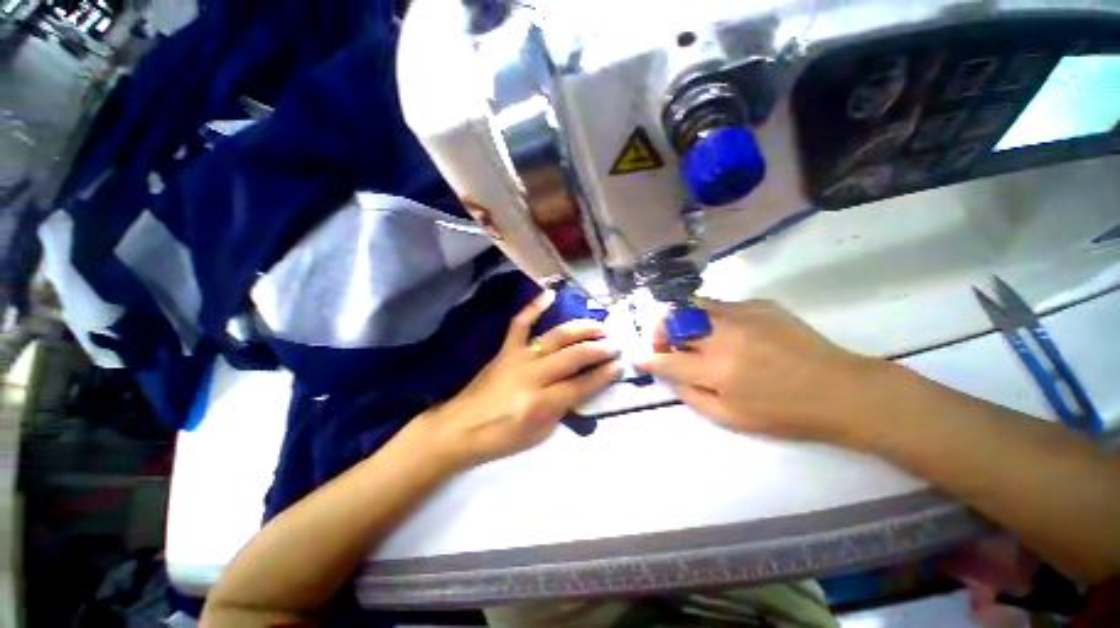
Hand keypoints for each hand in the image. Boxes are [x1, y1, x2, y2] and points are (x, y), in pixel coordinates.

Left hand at [418, 290, 620, 469]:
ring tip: (599, 326)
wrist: (460, 428)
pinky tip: (550, 294)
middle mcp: (533, 375)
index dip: (603, 375)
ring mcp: (518, 357)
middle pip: (573, 356)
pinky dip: (535, 307)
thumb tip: (581, 388)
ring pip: (556, 337)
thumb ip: (563, 410)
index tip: (619, 366)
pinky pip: (521, 324)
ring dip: (580, 329)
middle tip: (615, 345)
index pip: (581, 385)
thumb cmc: (501, 438)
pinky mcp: (506, 349)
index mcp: (541, 402)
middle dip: (598, 349)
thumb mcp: (540, 434)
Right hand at [636, 299, 877, 442]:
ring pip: (692, 305)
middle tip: (662, 341)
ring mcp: (741, 314)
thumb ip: (692, 397)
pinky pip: (721, 305)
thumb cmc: (785, 413)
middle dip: (658, 330)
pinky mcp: (759, 304)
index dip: (646, 357)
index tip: (637, 357)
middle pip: (672, 320)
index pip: (666, 358)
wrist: (841, 390)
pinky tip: (727, 331)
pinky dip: (711, 316)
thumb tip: (669, 375)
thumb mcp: (732, 420)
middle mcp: (723, 335)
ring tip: (689, 331)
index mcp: (716, 370)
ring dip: (681, 318)